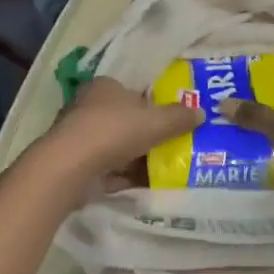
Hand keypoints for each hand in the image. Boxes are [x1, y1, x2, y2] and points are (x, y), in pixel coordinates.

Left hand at [37, 77, 198, 196]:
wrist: (72, 168)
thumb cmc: (114, 131)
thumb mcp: (156, 121)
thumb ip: (179, 117)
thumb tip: (201, 113)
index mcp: (104, 87)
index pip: (132, 92)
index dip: (152, 105)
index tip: (172, 121)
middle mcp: (89, 108)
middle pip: (125, 120)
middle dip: (147, 134)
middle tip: (174, 146)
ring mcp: (81, 138)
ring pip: (117, 147)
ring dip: (138, 158)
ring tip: (167, 169)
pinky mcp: (78, 165)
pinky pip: (109, 170)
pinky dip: (126, 176)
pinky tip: (147, 186)